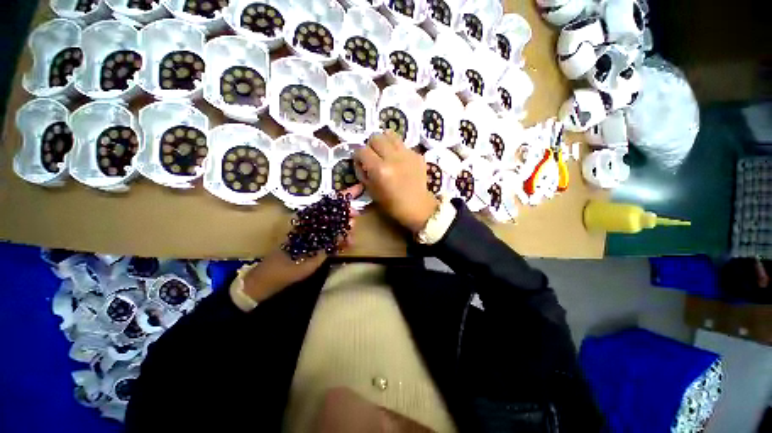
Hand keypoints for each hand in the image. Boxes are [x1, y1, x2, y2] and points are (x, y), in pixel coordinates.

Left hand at [242, 188, 360, 301]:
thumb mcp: (318, 249)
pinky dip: (339, 238)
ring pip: (335, 223)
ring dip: (345, 229)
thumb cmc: (294, 261)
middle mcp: (313, 220)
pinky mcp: (314, 238)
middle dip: (348, 215)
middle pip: (335, 211)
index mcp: (312, 217)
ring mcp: (314, 229)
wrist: (275, 274)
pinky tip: (346, 244)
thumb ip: (335, 236)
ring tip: (351, 239)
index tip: (360, 188)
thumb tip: (351, 223)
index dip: (347, 194)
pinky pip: (331, 234)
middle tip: (356, 222)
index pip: (332, 202)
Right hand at [354, 131, 438, 233]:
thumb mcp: (371, 191)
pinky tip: (399, 160)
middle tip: (373, 155)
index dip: (358, 156)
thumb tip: (360, 161)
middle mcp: (393, 158)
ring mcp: (407, 154)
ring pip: (390, 134)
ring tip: (385, 152)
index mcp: (380, 170)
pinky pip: (403, 144)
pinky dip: (397, 149)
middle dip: (370, 146)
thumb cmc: (392, 204)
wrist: (417, 206)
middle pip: (375, 137)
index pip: (362, 150)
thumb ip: (363, 173)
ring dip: (384, 142)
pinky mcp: (417, 154)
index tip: (361, 162)